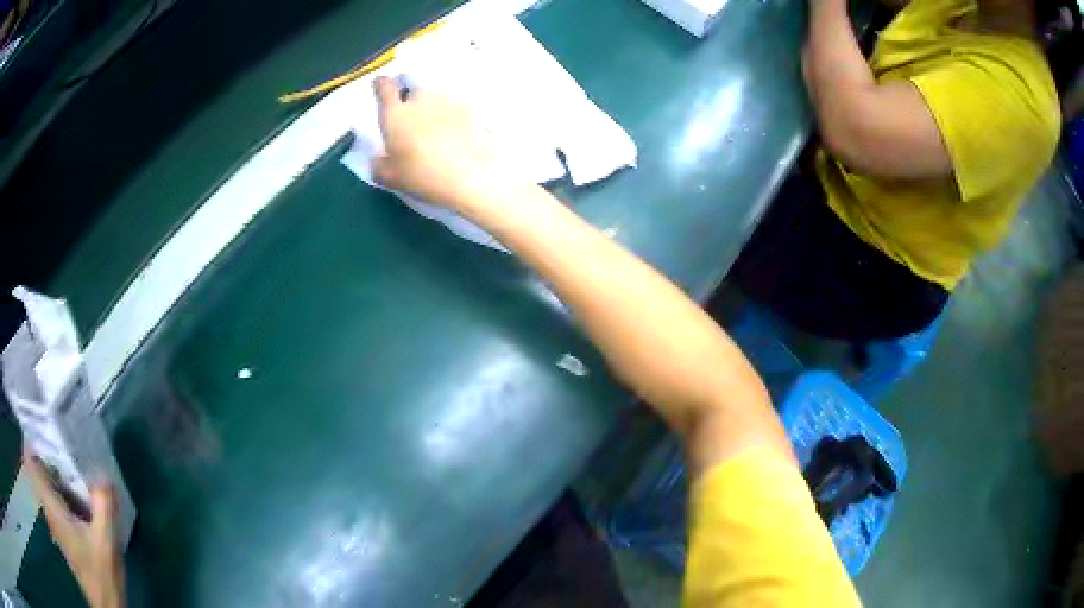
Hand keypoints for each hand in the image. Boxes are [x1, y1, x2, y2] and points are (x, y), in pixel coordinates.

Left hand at [24, 448, 123, 607]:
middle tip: (64, 446)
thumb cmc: (100, 574)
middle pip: (38, 470)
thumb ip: (103, 505)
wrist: (105, 606)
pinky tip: (77, 500)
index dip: (31, 440)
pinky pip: (53, 501)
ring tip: (73, 470)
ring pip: (45, 486)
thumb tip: (102, 473)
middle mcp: (47, 508)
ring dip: (54, 475)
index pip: (29, 460)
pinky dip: (60, 493)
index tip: (42, 429)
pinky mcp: (60, 533)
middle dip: (47, 456)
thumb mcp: (106, 542)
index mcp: (50, 504)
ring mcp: (53, 521)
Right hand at [371, 76, 505, 212]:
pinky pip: (457, 105)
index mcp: (395, 114)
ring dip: (434, 105)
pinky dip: (455, 114)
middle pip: (413, 88)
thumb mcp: (391, 178)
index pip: (384, 87)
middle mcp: (419, 100)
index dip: (381, 85)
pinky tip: (458, 130)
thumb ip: (379, 166)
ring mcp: (447, 100)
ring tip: (438, 124)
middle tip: (414, 116)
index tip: (382, 86)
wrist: (469, 175)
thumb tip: (377, 159)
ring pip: (435, 95)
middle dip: (411, 97)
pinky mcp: (470, 108)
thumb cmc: (423, 176)